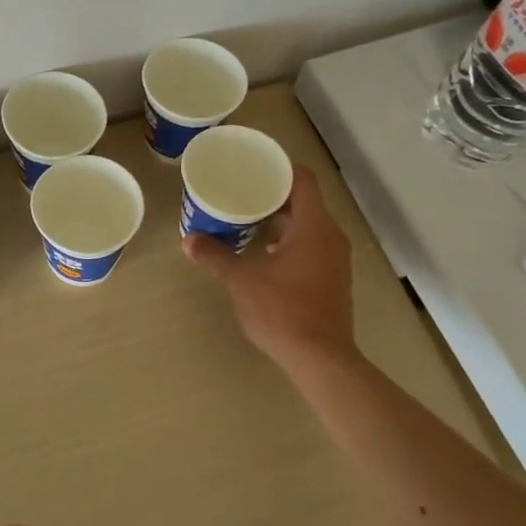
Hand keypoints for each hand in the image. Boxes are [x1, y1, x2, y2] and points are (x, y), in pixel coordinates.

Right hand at [184, 165, 357, 373]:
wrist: (321, 358)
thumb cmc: (282, 311)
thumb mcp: (242, 281)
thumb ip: (216, 256)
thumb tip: (189, 240)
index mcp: (313, 227)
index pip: (302, 180)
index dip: (279, 168)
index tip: (253, 167)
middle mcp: (331, 236)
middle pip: (304, 201)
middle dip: (273, 195)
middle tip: (241, 192)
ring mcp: (336, 259)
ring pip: (308, 225)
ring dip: (281, 220)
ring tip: (248, 220)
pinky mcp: (333, 279)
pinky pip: (312, 245)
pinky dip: (290, 241)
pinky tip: (265, 253)